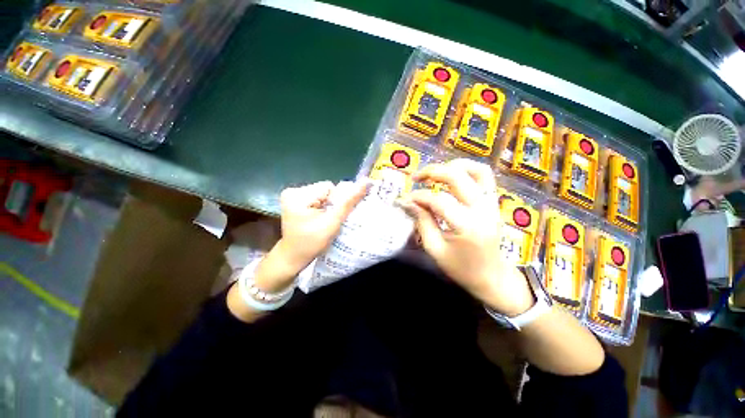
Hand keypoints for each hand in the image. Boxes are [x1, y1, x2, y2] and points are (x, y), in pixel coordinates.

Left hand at [254, 180, 367, 291]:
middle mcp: (293, 191)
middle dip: (331, 203)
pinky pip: (316, 198)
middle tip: (329, 219)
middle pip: (325, 190)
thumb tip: (366, 182)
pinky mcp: (294, 201)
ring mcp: (292, 195)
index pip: (329, 187)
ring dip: (327, 205)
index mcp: (298, 195)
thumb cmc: (312, 243)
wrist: (293, 257)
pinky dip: (321, 207)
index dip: (337, 201)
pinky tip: (318, 218)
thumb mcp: (332, 223)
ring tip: (323, 220)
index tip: (334, 216)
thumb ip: (349, 203)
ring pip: (322, 194)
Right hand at [398, 159, 533, 315]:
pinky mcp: (494, 203)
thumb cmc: (462, 269)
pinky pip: (485, 177)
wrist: (493, 278)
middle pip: (457, 177)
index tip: (404, 200)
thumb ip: (422, 221)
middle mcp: (483, 210)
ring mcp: (492, 204)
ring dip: (453, 166)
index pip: (438, 200)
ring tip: (435, 172)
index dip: (418, 197)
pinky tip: (453, 176)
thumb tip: (409, 202)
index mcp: (467, 226)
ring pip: (476, 170)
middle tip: (415, 177)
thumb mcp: (435, 249)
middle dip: (432, 172)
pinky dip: (467, 170)